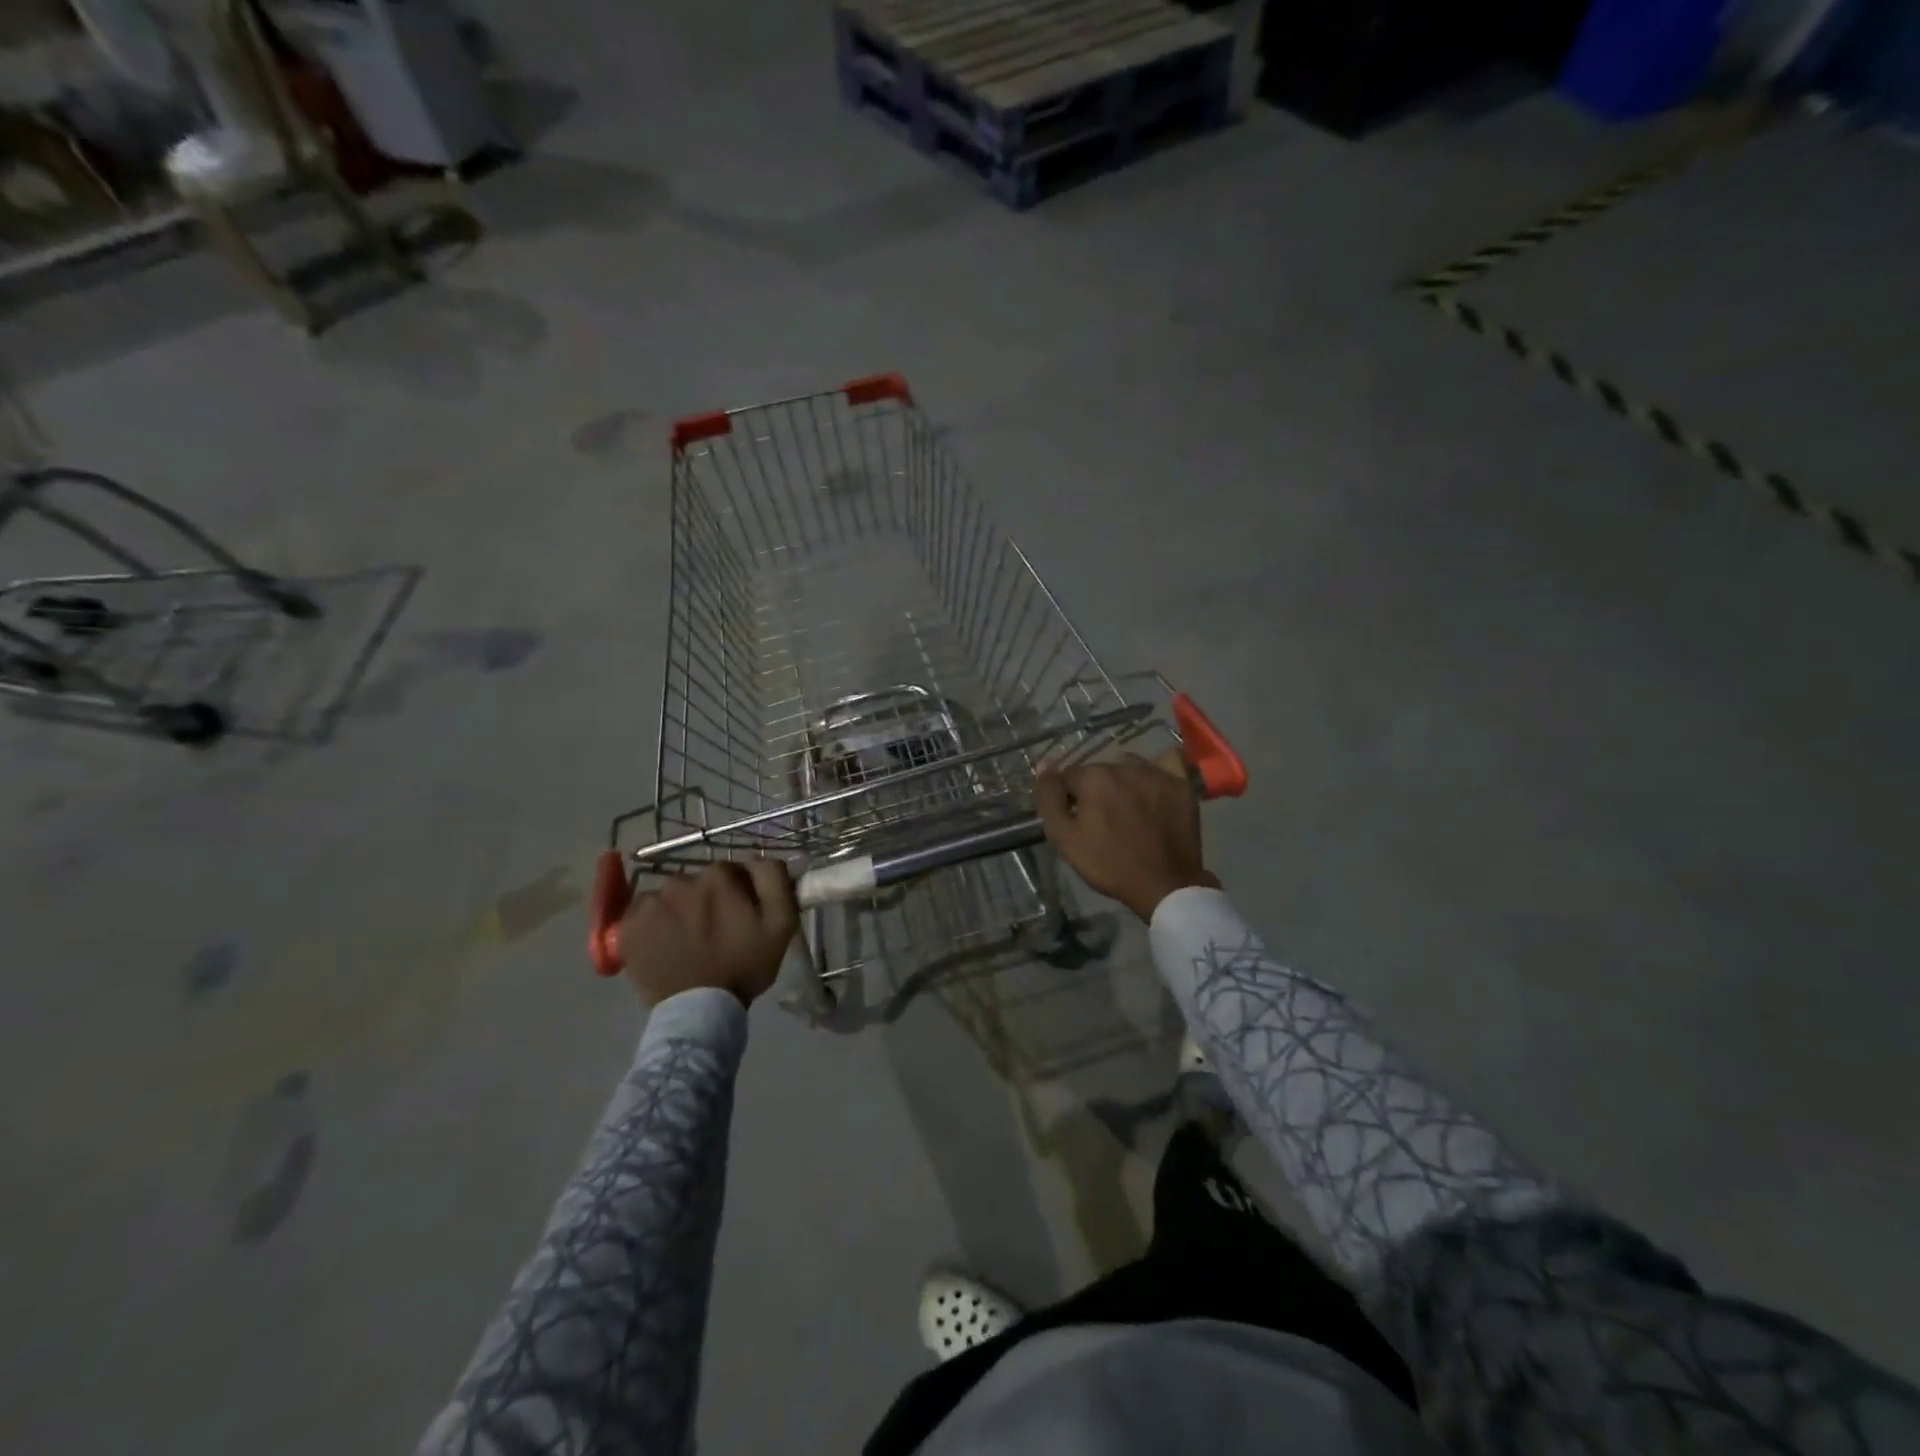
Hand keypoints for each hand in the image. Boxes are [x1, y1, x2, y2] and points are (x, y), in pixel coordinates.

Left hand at [617, 860, 798, 1007]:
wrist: (699, 1011)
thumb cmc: (744, 966)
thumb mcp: (781, 923)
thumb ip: (774, 880)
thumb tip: (759, 859)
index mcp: (718, 877)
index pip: (730, 872)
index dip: (737, 893)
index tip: (740, 917)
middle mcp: (680, 881)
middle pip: (697, 883)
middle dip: (707, 901)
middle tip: (714, 933)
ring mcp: (649, 903)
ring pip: (669, 898)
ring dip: (679, 912)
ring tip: (687, 943)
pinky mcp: (626, 927)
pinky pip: (642, 914)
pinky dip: (652, 925)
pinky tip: (663, 945)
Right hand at [1035, 755, 1218, 921]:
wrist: (1164, 885)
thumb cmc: (1108, 864)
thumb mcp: (1064, 838)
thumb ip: (1049, 798)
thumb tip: (1043, 766)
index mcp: (1093, 777)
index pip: (1069, 776)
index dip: (1068, 799)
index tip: (1076, 821)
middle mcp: (1124, 765)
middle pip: (1099, 771)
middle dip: (1095, 790)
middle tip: (1102, 821)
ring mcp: (1156, 772)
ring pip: (1129, 766)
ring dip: (1123, 782)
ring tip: (1129, 809)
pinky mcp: (1180, 784)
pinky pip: (1166, 761)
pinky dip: (1157, 769)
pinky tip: (1153, 786)